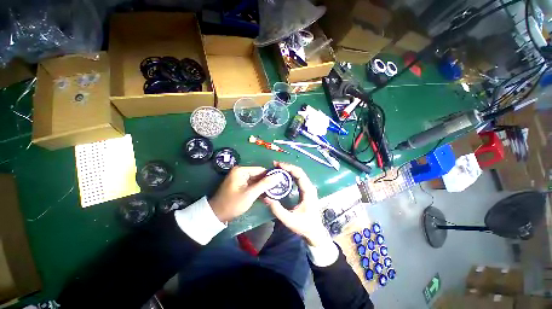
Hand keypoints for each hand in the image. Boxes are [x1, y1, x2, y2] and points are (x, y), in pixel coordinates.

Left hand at [209, 166, 279, 221]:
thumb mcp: (250, 194)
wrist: (216, 215)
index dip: (270, 176)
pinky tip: (265, 194)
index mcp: (241, 170)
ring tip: (273, 192)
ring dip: (263, 186)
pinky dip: (258, 189)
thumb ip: (265, 184)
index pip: (261, 170)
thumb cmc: (233, 204)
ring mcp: (240, 178)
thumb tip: (279, 176)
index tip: (280, 182)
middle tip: (277, 188)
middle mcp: (240, 171)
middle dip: (267, 182)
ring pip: (256, 180)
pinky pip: (252, 184)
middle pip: (258, 175)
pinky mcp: (240, 184)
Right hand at [263, 162, 328, 246]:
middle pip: (299, 172)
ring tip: (277, 168)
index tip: (278, 165)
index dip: (289, 167)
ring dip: (288, 169)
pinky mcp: (305, 190)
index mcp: (308, 191)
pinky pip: (298, 179)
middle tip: (275, 165)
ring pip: (299, 174)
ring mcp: (308, 188)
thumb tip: (267, 198)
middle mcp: (309, 187)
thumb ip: (278, 210)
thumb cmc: (304, 226)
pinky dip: (290, 174)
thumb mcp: (290, 220)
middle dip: (287, 166)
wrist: (315, 231)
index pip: (300, 174)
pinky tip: (282, 175)